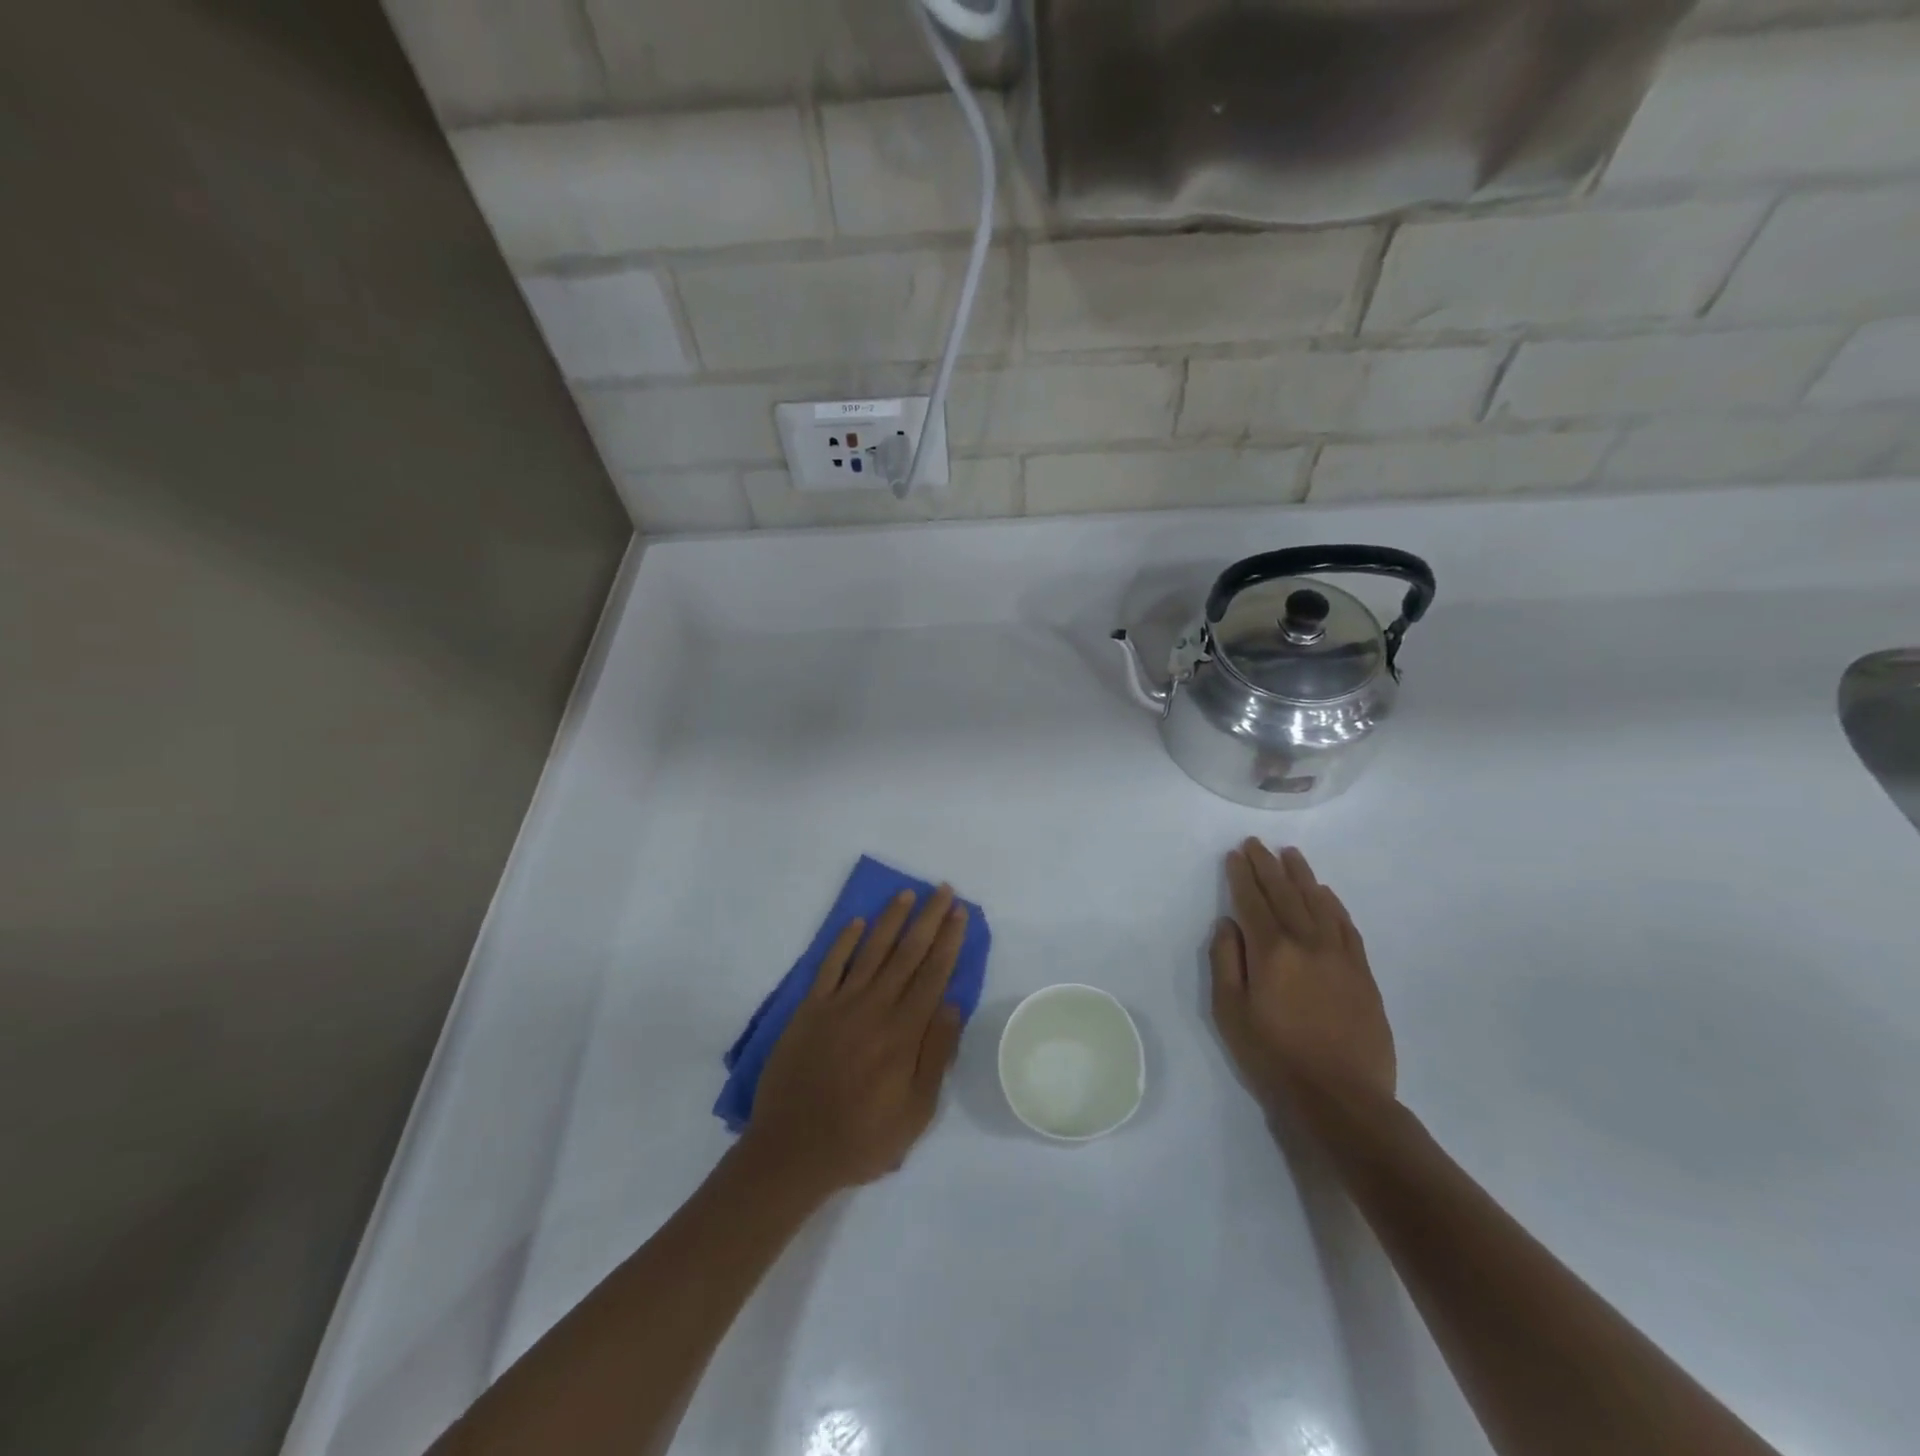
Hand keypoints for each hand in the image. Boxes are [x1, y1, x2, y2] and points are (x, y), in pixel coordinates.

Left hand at [743, 887, 968, 1195]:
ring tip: (908, 894)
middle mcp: (874, 1008)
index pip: (933, 975)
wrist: (792, 1151)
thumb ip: (935, 1055)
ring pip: (871, 950)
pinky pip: (830, 965)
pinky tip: (856, 922)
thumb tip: (953, 1005)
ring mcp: (839, 1005)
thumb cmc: (861, 1139)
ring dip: (891, 920)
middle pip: (907, 953)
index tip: (960, 913)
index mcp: (903, 1033)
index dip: (948, 941)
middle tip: (943, 890)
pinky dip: (843, 941)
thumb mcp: (915, 1112)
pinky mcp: (810, 1009)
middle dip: (928, 919)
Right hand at [1209, 840, 1395, 1111]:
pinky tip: (1325, 893)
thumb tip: (1228, 924)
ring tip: (1291, 854)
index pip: (1253, 901)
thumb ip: (1226, 962)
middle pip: (1285, 894)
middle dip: (1268, 866)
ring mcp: (1340, 956)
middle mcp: (1307, 943)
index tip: (1235, 854)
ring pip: (1319, 903)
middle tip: (1256, 844)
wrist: (1342, 1099)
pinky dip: (1334, 905)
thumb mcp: (1230, 1013)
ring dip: (1302, 876)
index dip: (1242, 876)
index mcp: (1271, 952)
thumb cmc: (1274, 1058)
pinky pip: (1347, 926)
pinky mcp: (1363, 973)